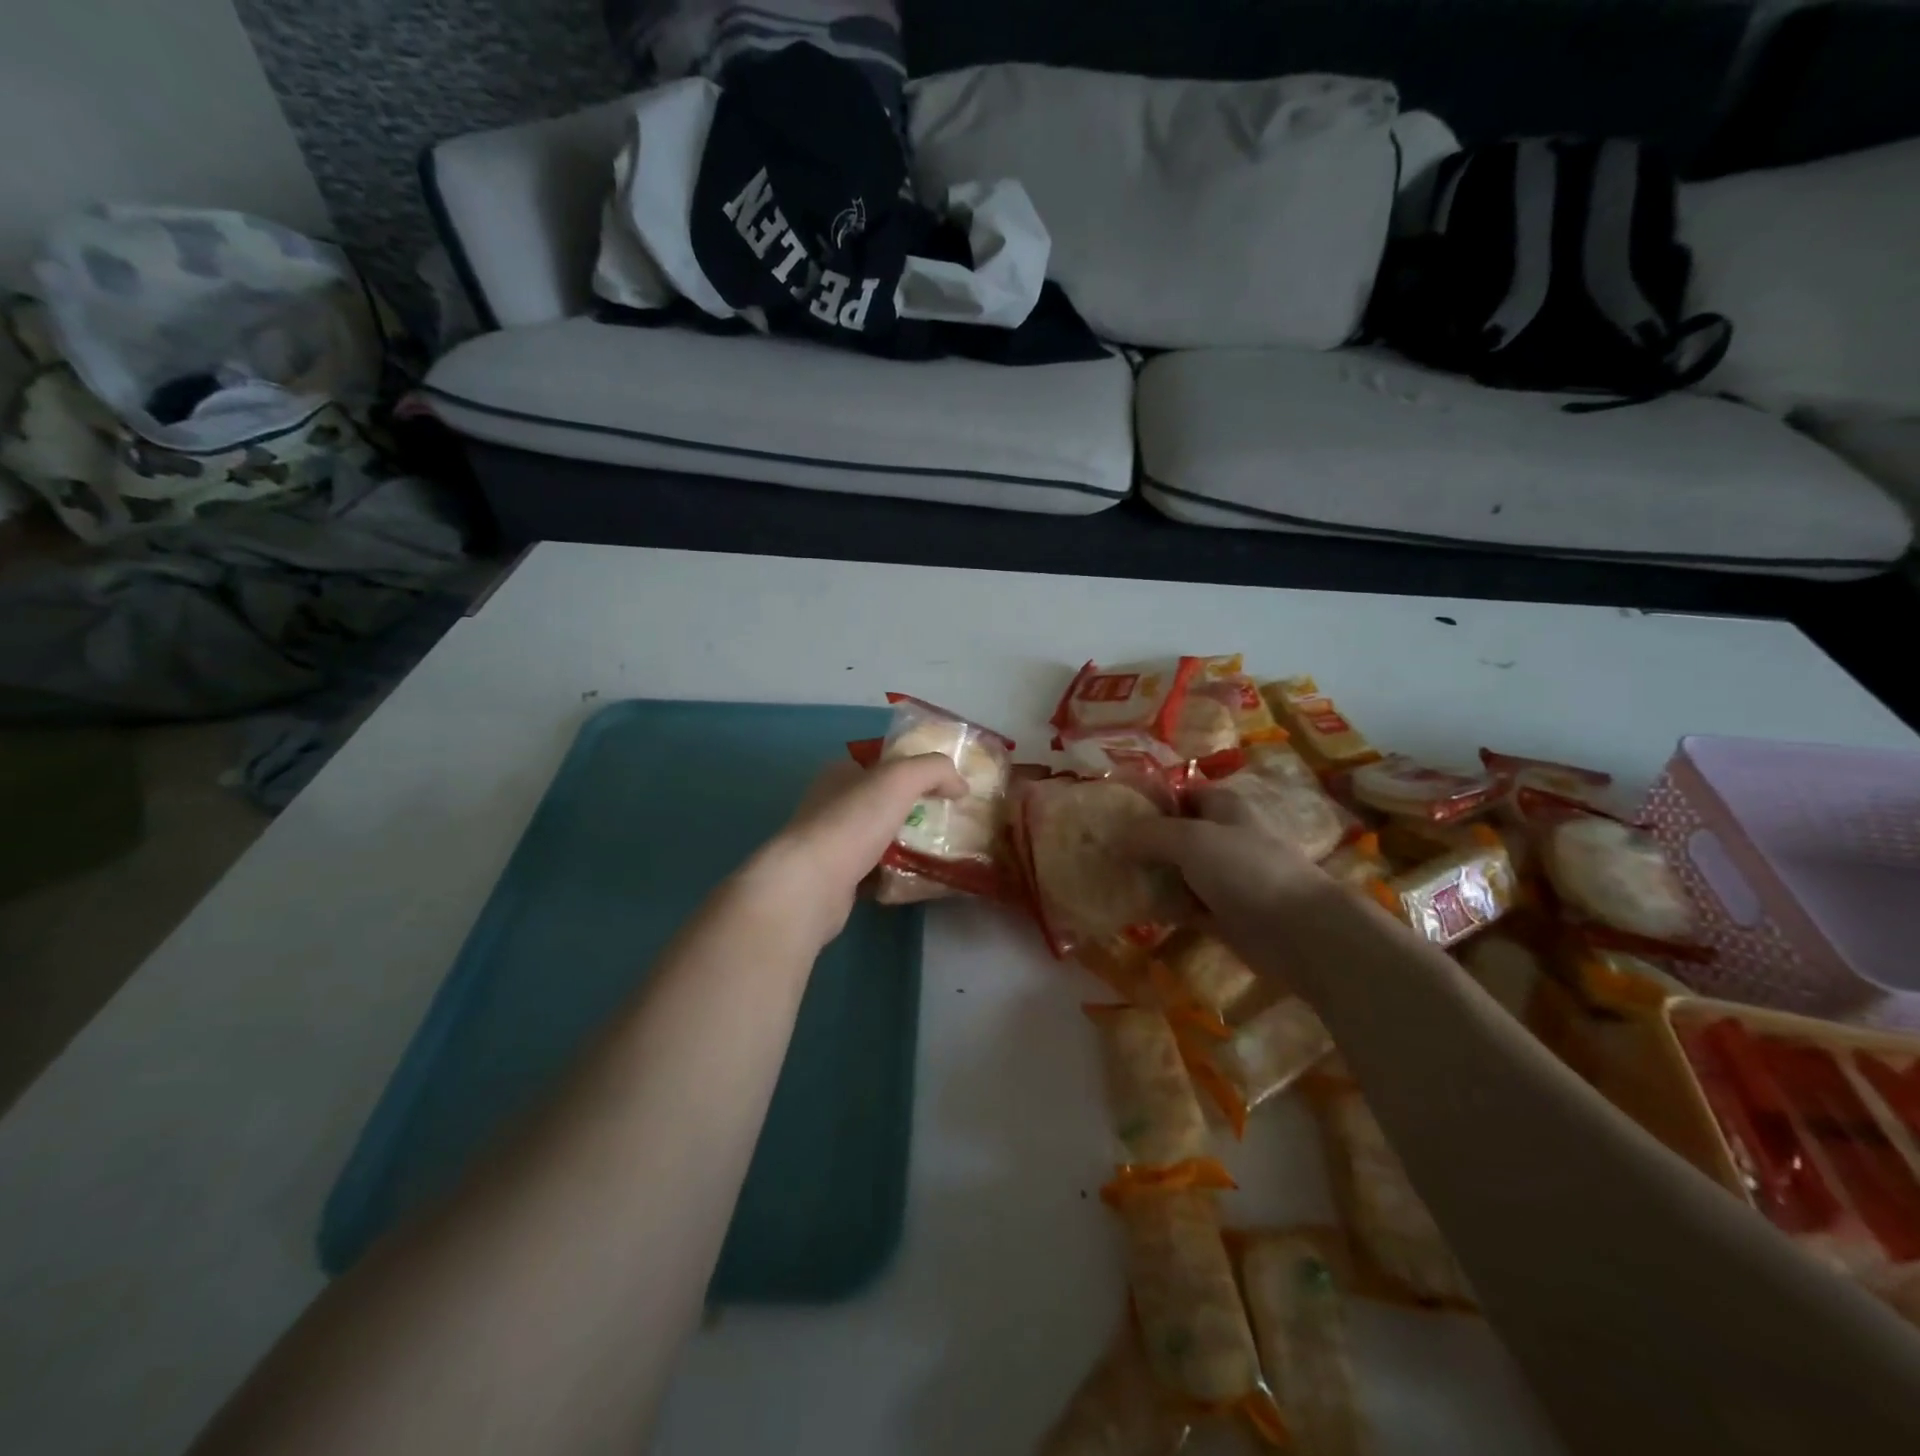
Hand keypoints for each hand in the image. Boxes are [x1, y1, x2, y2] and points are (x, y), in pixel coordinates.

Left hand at [748, 754, 967, 946]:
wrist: (811, 885)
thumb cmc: (853, 822)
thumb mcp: (900, 779)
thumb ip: (935, 770)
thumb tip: (960, 785)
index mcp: (839, 773)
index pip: (881, 764)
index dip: (913, 770)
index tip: (946, 785)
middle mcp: (830, 804)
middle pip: (881, 802)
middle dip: (913, 810)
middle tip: (947, 820)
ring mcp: (830, 843)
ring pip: (878, 838)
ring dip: (905, 843)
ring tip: (940, 850)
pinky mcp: (834, 879)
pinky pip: (873, 871)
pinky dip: (893, 874)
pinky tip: (916, 878)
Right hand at [1121, 785, 1342, 959]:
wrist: (1297, 932)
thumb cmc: (1246, 869)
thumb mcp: (1191, 839)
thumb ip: (1151, 833)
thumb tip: (1115, 835)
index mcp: (1223, 808)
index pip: (1181, 792)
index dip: (1151, 798)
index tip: (1115, 809)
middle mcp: (1223, 838)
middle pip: (1176, 833)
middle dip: (1143, 839)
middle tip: (1102, 847)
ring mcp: (1224, 878)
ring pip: (1178, 870)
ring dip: (1150, 875)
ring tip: (1109, 877)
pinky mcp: (1223, 914)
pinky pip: (1184, 904)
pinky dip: (1162, 906)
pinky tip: (1131, 908)